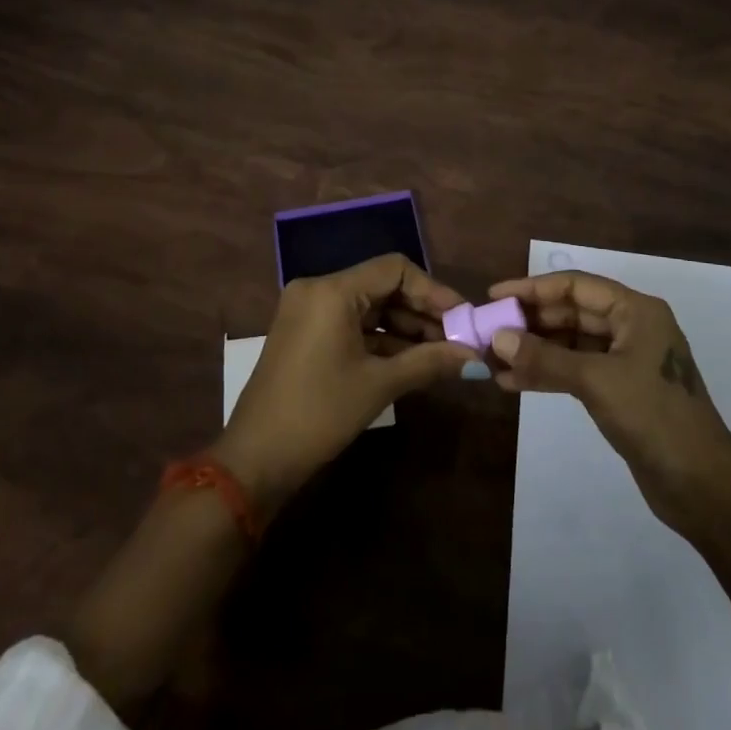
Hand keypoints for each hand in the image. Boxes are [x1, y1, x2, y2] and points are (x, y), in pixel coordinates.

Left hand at [215, 255, 476, 514]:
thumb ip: (429, 362)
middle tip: (458, 337)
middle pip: (383, 285)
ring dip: (405, 327)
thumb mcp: (379, 386)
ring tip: (442, 352)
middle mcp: (319, 289)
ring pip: (369, 306)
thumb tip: (475, 357)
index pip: (395, 269)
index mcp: (333, 290)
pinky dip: (382, 338)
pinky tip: (413, 359)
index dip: (433, 291)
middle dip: (422, 311)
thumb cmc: (319, 414)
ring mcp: (309, 310)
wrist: (255, 460)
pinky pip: (352, 323)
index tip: (463, 316)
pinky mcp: (306, 333)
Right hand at [487, 271, 730, 530]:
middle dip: (530, 322)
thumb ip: (545, 358)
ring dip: (534, 350)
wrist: (704, 487)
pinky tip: (514, 382)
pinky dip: (548, 374)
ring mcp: (626, 360)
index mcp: (636, 311)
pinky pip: (576, 370)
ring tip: (493, 360)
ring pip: (571, 344)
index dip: (533, 288)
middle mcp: (631, 327)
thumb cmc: (655, 418)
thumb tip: (498, 338)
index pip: (575, 286)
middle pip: (571, 313)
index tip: (495, 296)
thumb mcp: (597, 382)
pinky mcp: (620, 390)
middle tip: (488, 331)